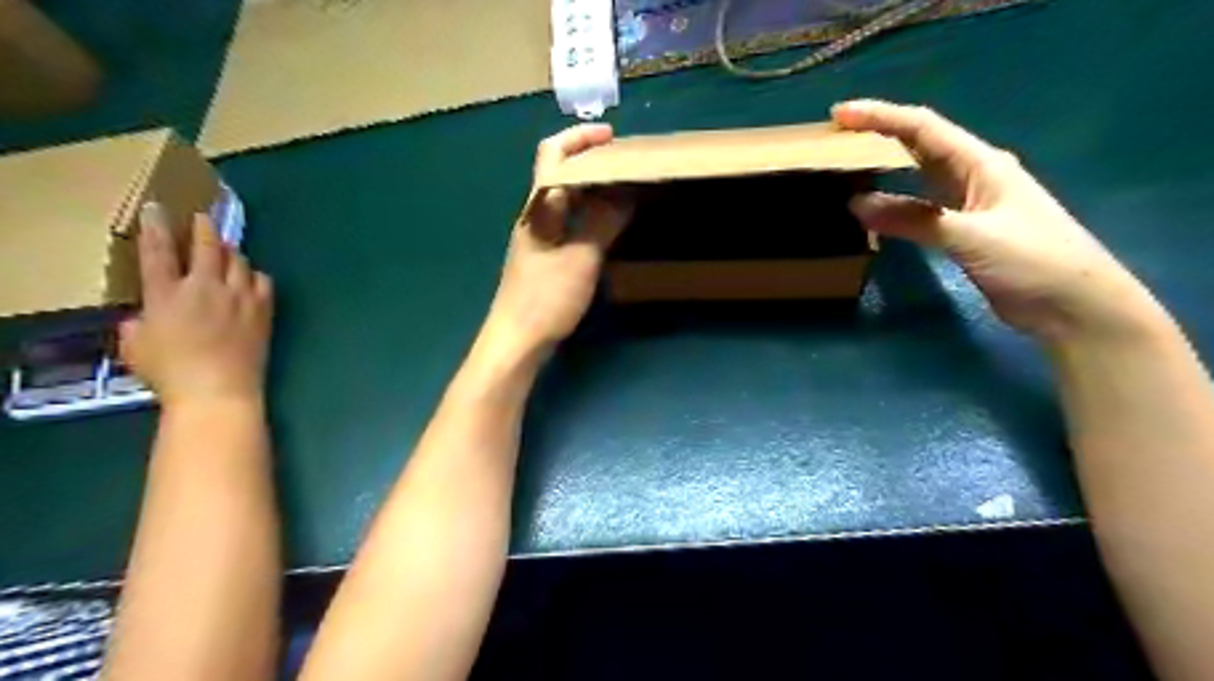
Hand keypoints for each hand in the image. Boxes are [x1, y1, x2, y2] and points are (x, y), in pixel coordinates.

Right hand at [119, 202, 274, 410]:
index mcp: (166, 294)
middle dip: (203, 228)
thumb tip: (142, 317)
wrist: (219, 390)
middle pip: (207, 247)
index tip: (156, 208)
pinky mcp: (263, 309)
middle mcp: (205, 288)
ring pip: (238, 260)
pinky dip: (254, 275)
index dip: (156, 227)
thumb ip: (137, 324)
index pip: (158, 251)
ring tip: (226, 249)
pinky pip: (262, 281)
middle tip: (202, 218)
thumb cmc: (171, 373)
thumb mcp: (135, 347)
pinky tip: (250, 278)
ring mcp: (239, 297)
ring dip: (230, 251)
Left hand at [484, 125, 635, 362]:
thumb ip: (602, 222)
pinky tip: (608, 226)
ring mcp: (538, 239)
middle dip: (591, 162)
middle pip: (559, 175)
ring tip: (624, 191)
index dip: (579, 138)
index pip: (553, 155)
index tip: (611, 137)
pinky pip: (569, 224)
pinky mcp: (545, 259)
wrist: (516, 341)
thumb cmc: (545, 298)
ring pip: (565, 201)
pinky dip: (589, 216)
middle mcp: (535, 217)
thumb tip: (624, 192)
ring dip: (592, 190)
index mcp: (539, 208)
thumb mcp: (580, 258)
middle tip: (626, 165)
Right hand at [830, 99, 1159, 344]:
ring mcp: (968, 203)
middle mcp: (973, 175)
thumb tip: (856, 203)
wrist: (1073, 305)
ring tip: (847, 164)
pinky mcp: (963, 230)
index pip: (923, 128)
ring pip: (918, 174)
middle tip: (835, 137)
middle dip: (878, 134)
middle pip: (919, 144)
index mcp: (981, 164)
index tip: (839, 115)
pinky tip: (875, 207)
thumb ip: (914, 219)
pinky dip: (894, 202)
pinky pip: (920, 206)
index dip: (880, 116)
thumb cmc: (1033, 261)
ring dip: (885, 165)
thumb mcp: (971, 236)